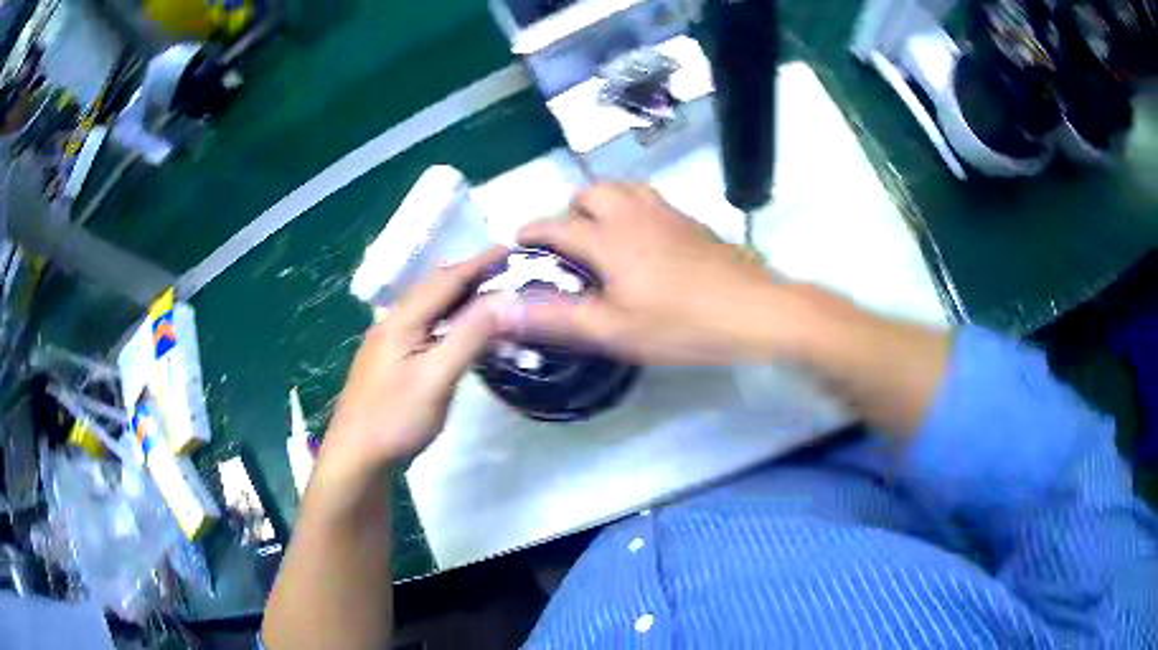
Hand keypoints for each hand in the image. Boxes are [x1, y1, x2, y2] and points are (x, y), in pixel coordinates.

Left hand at [317, 248, 507, 483]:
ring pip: (429, 306)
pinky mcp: (390, 358)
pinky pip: (425, 323)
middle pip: (435, 287)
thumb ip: (470, 336)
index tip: (514, 248)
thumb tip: (504, 298)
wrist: (356, 455)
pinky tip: (460, 329)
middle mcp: (393, 321)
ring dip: (459, 294)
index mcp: (402, 319)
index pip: (447, 279)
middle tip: (509, 271)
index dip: (481, 262)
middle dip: (471, 273)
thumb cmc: (396, 418)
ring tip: (491, 294)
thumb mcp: (437, 378)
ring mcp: (388, 340)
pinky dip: (449, 316)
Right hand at [514, 183, 797, 363]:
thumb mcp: (614, 331)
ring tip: (602, 235)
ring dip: (603, 204)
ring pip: (622, 188)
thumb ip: (556, 317)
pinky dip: (632, 207)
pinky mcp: (691, 220)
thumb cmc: (682, 324)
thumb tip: (500, 309)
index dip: (531, 232)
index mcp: (608, 240)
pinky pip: (650, 198)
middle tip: (569, 246)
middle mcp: (633, 215)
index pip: (556, 225)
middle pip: (590, 192)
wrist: (754, 309)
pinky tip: (644, 239)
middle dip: (570, 211)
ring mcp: (666, 213)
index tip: (517, 243)